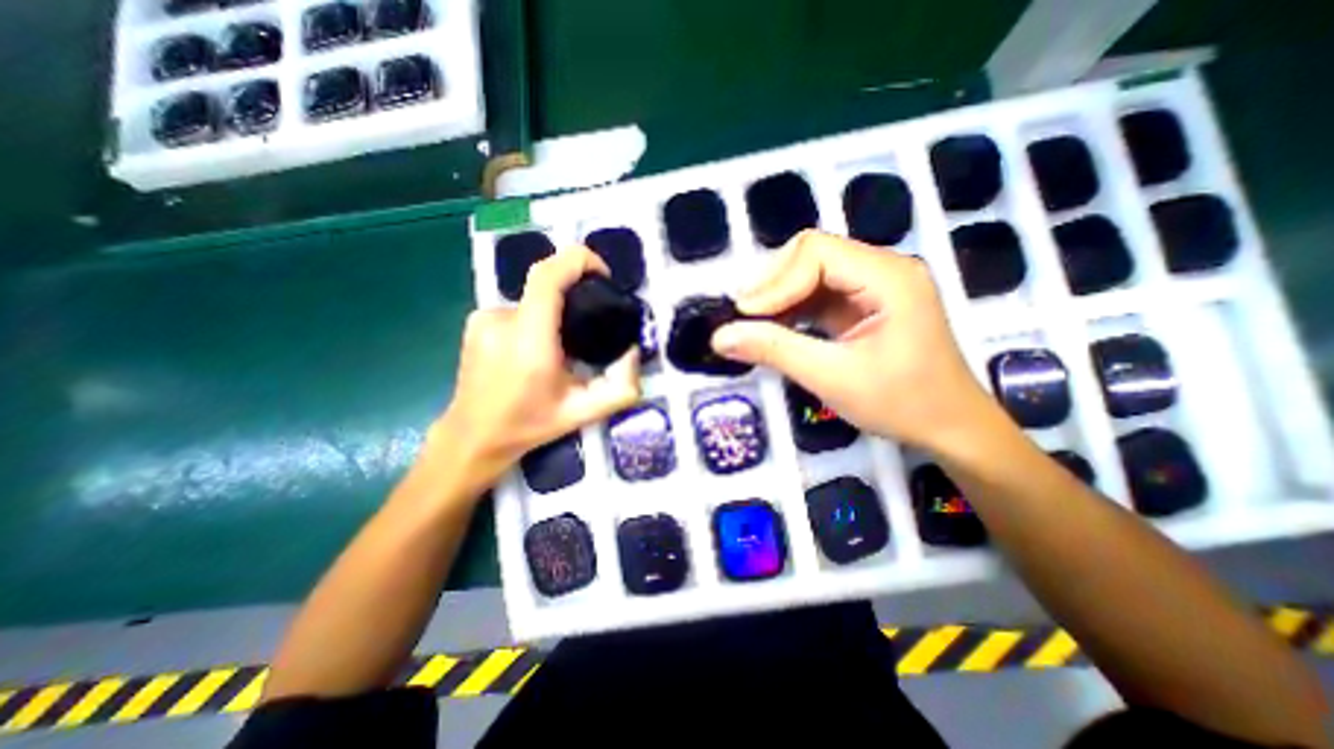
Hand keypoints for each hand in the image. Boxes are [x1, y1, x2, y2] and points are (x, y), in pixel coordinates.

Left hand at [436, 249, 644, 489]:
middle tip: (587, 331)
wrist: (472, 437)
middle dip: (574, 297)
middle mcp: (502, 319)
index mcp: (529, 339)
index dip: (579, 260)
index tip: (602, 274)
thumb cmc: (529, 425)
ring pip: (534, 301)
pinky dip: (534, 322)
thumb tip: (632, 351)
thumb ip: (622, 388)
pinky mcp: (475, 321)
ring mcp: (484, 318)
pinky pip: (518, 310)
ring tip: (560, 350)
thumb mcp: (585, 412)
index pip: (549, 275)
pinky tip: (533, 352)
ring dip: (553, 316)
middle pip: (546, 284)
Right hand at [713, 232, 995, 449]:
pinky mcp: (864, 303)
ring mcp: (874, 285)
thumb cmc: (902, 403)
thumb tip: (720, 337)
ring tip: (752, 326)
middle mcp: (882, 269)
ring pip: (810, 273)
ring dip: (778, 298)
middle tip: (743, 320)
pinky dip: (791, 309)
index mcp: (888, 277)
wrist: (950, 428)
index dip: (774, 281)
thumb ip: (775, 351)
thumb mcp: (833, 378)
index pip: (816, 252)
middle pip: (811, 255)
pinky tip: (775, 329)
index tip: (743, 316)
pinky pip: (818, 293)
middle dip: (773, 286)